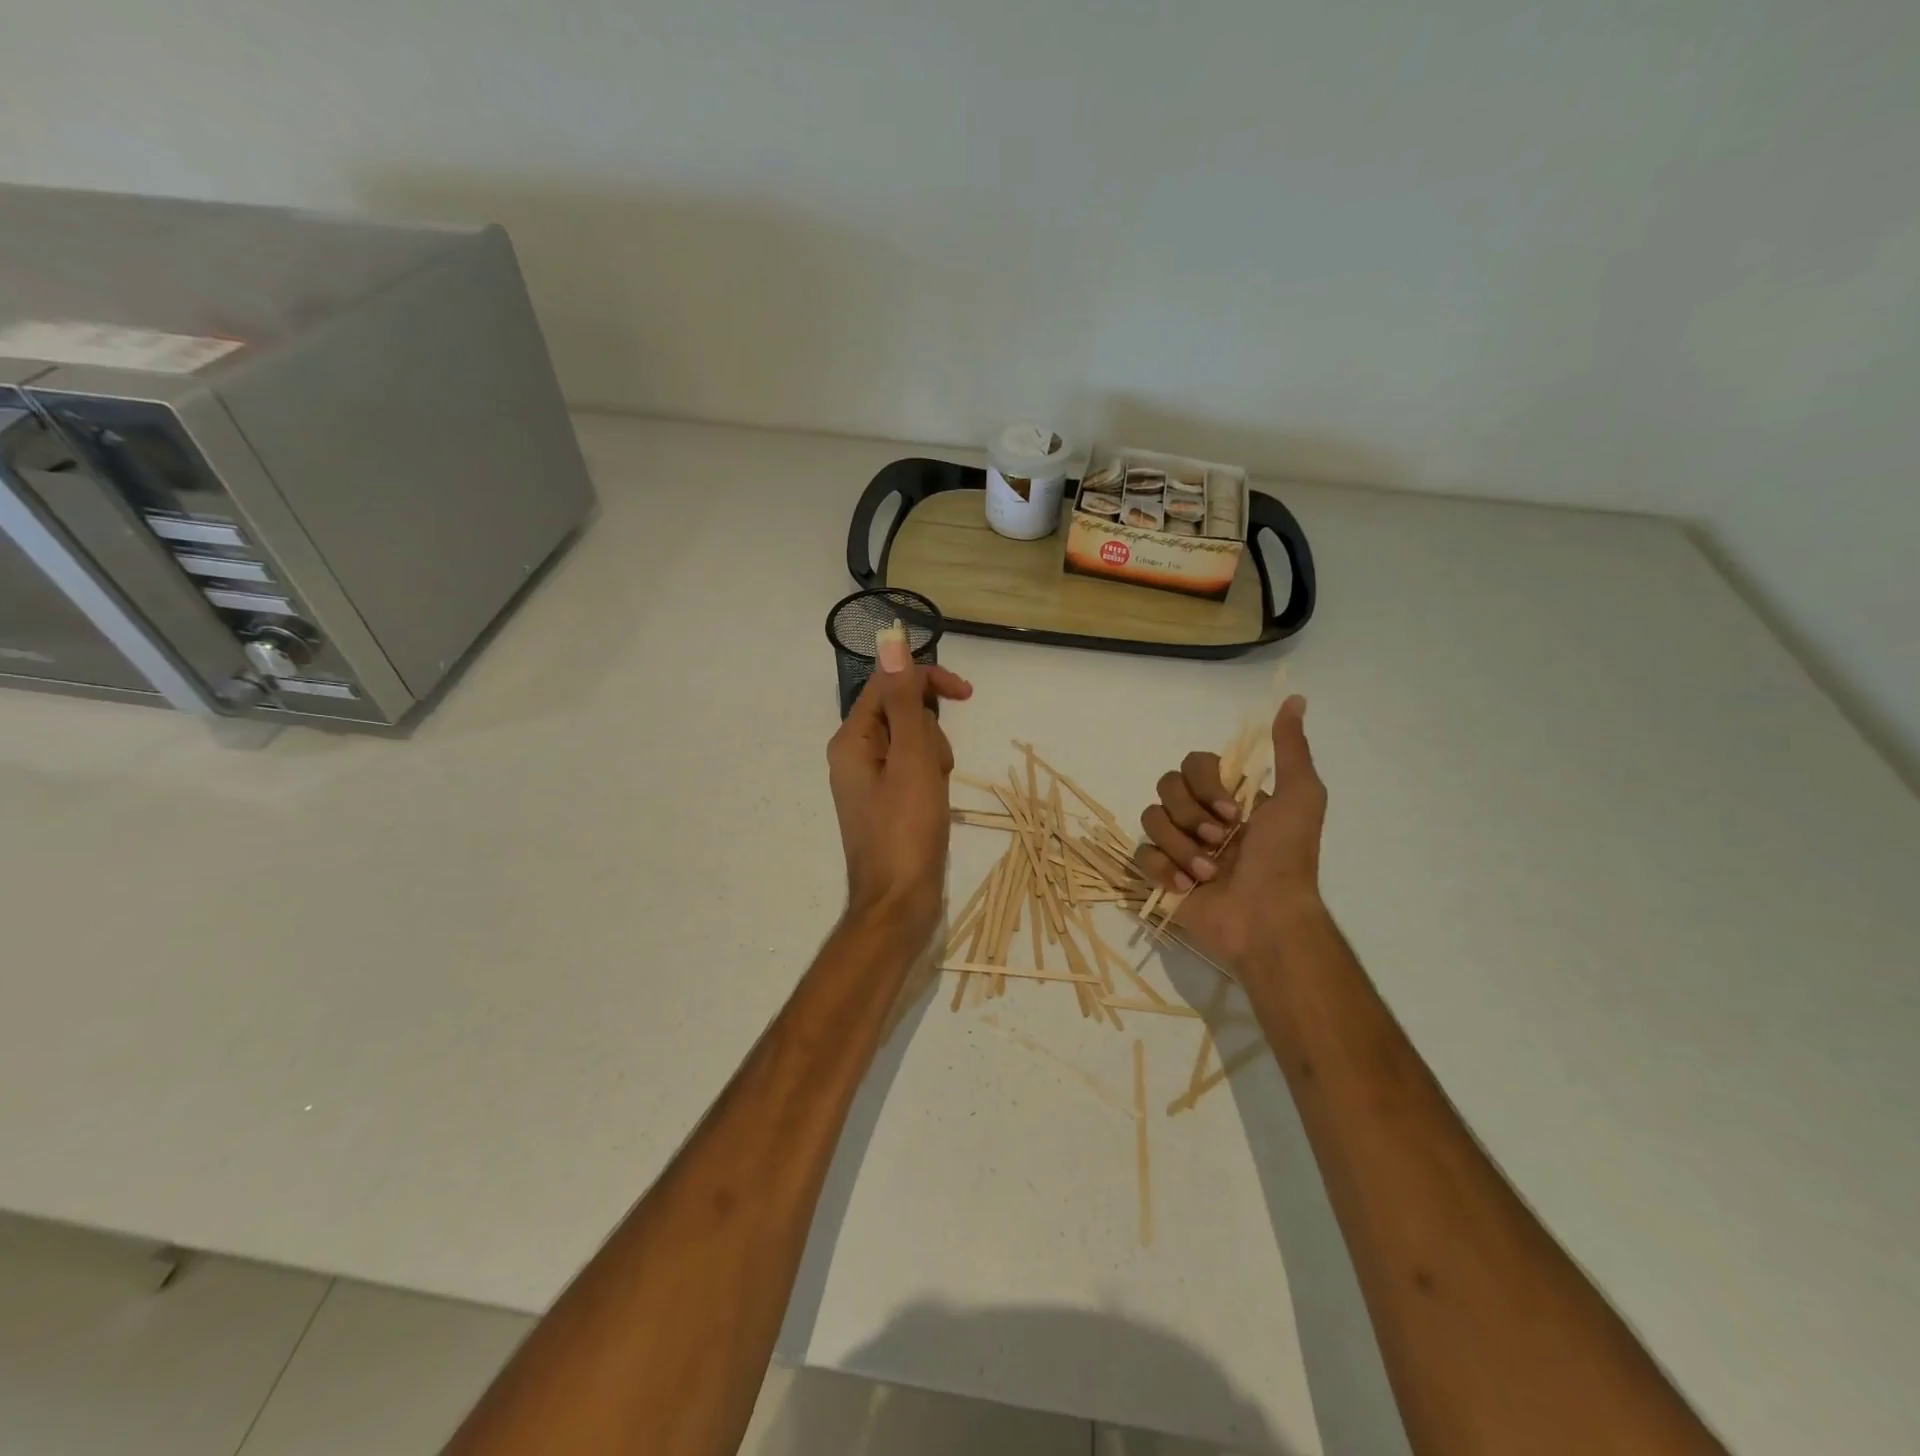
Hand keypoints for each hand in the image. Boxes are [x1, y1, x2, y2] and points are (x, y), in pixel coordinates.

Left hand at [826, 645, 973, 943]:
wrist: (898, 904)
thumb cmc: (906, 830)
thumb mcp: (911, 759)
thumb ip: (902, 699)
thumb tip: (890, 642)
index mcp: (852, 739)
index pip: (888, 683)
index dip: (927, 680)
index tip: (966, 693)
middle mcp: (855, 755)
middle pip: (903, 713)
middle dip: (930, 733)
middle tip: (934, 770)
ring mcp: (871, 781)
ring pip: (914, 743)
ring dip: (934, 759)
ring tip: (934, 794)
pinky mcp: (888, 802)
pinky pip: (914, 771)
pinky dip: (931, 780)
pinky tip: (934, 805)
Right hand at [1135, 695, 1326, 969]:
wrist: (1267, 918)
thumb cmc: (1286, 858)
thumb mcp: (1301, 796)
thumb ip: (1291, 749)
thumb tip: (1295, 699)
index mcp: (1228, 796)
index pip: (1193, 764)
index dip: (1206, 784)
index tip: (1234, 811)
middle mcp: (1200, 815)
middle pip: (1166, 787)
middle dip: (1191, 815)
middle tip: (1220, 841)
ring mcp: (1178, 845)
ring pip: (1151, 819)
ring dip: (1182, 847)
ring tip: (1209, 873)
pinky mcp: (1161, 876)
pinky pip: (1141, 855)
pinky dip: (1164, 870)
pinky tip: (1189, 887)